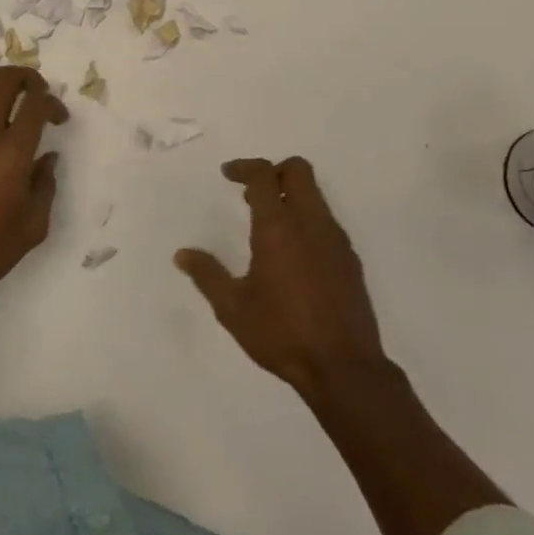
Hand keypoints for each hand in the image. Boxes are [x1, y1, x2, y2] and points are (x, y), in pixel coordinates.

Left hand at [0, 66, 68, 301]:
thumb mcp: (33, 226)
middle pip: (6, 77)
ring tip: (5, 100)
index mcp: (13, 151)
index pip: (37, 102)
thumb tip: (46, 158)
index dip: (54, 103)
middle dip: (28, 77)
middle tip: (36, 94)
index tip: (58, 119)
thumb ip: (45, 185)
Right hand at [175, 157, 388, 394]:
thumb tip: (182, 254)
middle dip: (273, 171)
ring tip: (268, 226)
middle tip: (251, 194)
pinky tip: (294, 254)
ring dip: (291, 196)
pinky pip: (326, 221)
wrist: (344, 367)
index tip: (228, 174)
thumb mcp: (233, 308)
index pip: (263, 175)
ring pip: (315, 194)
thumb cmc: (282, 334)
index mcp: (278, 227)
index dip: (244, 167)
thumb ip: (207, 275)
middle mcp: (310, 222)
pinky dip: (307, 220)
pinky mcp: (350, 258)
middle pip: (298, 170)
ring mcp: (335, 239)